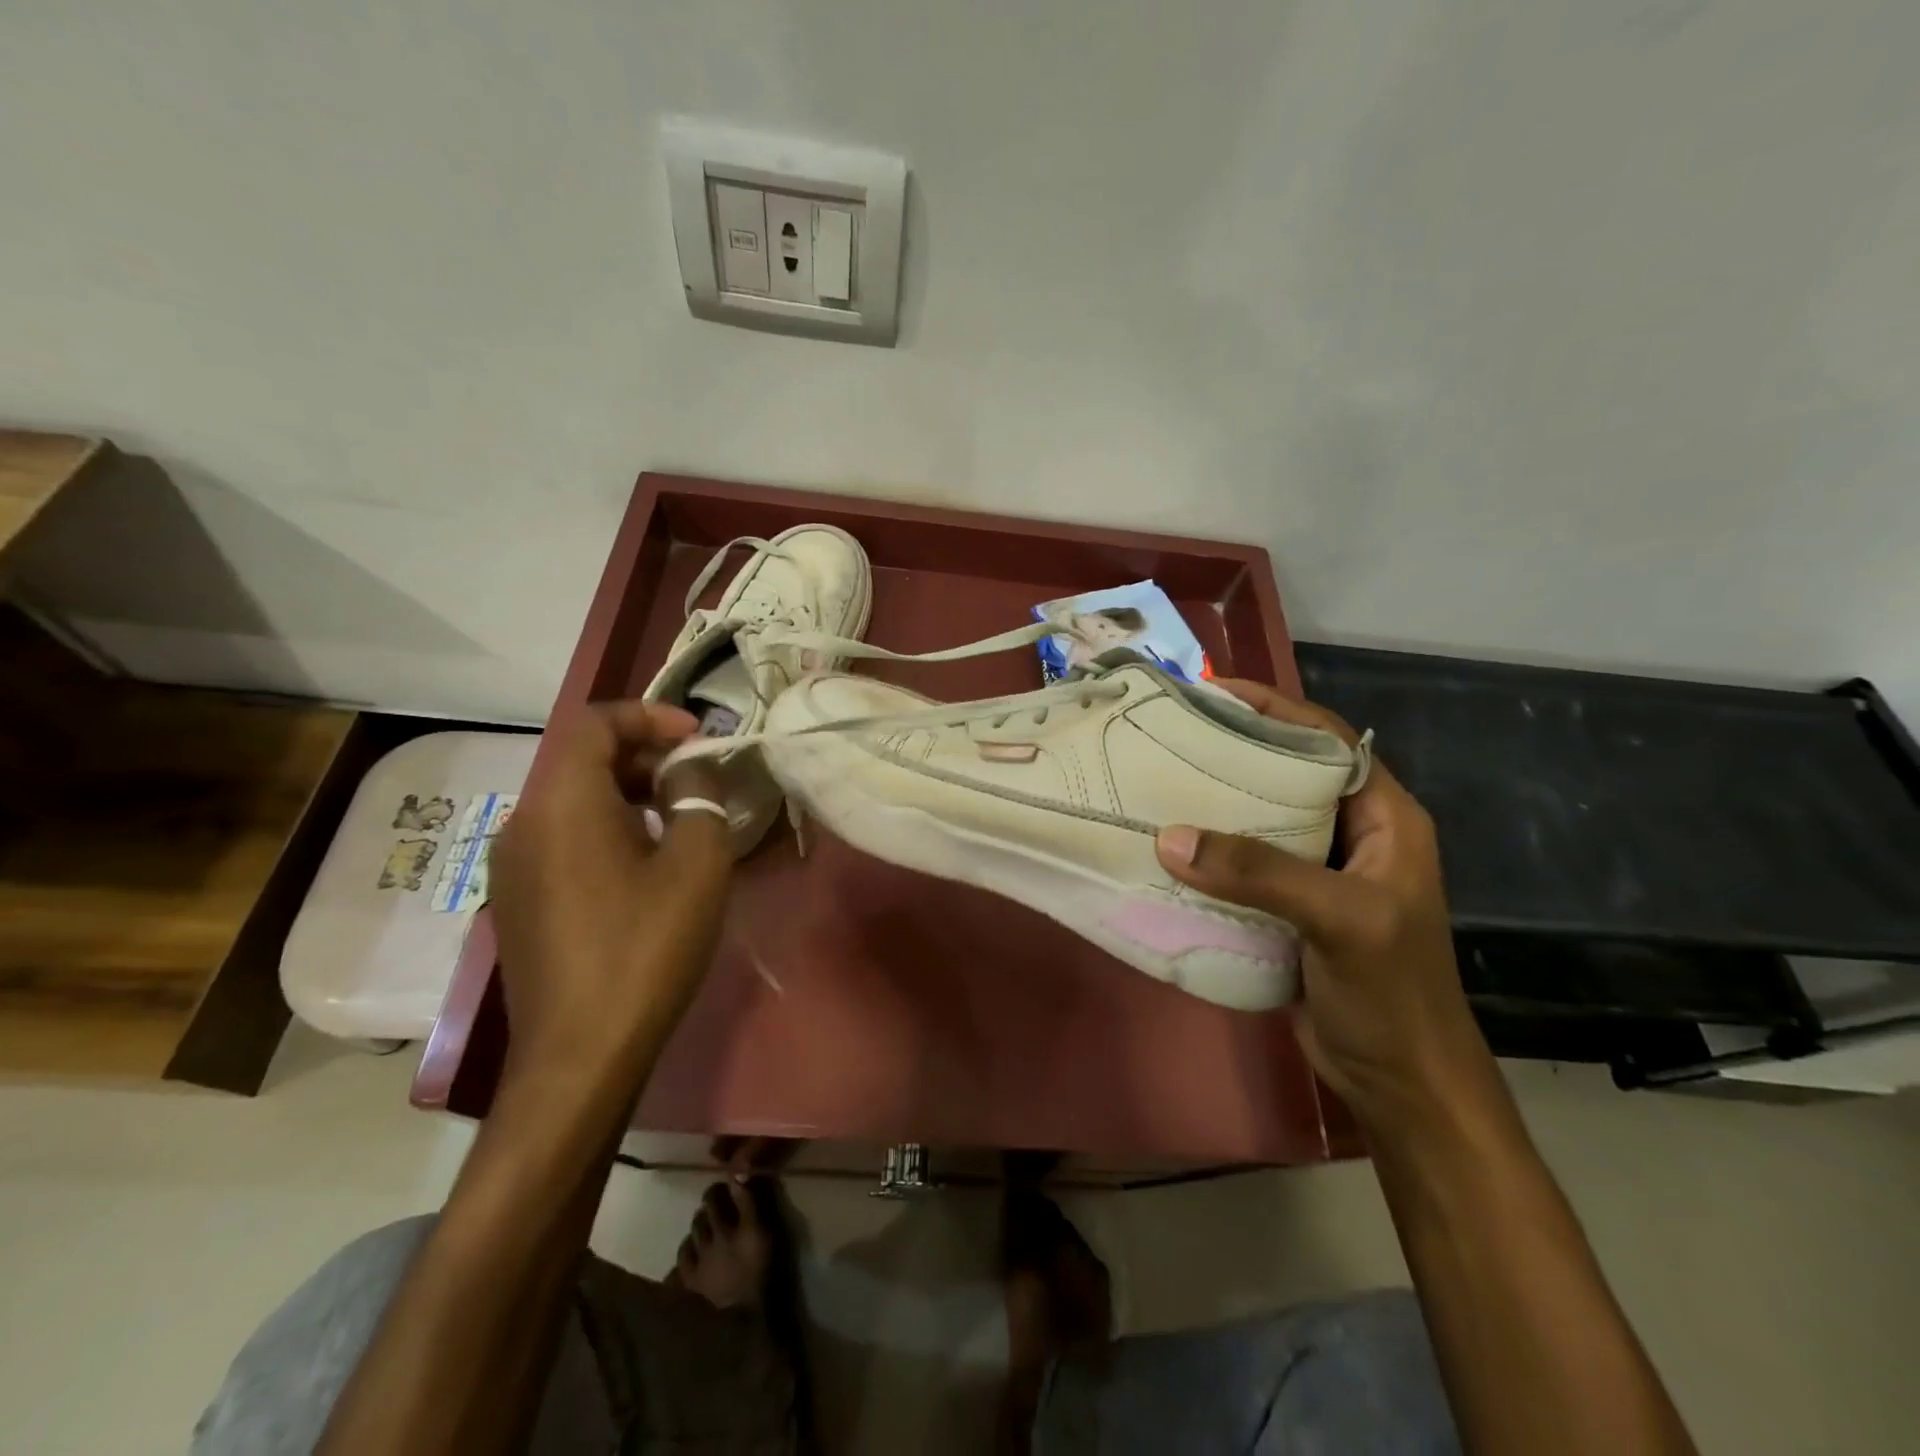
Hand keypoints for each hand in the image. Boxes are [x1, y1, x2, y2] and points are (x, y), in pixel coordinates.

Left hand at [488, 701, 733, 1087]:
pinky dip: (606, 827)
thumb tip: (688, 771)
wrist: (580, 1055)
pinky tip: (645, 865)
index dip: (649, 715)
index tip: (698, 737)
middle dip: (644, 755)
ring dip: (627, 792)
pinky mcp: (518, 901)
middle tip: (697, 779)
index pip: (595, 722)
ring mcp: (513, 866)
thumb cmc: (646, 947)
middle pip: (581, 759)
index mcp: (562, 802)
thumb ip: (699, 797)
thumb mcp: (697, 863)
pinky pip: (563, 838)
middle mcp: (524, 822)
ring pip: (572, 800)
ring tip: (679, 819)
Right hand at [1154, 680, 1490, 1124]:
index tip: (1212, 691)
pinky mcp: (1286, 906)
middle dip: (1232, 750)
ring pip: (1258, 818)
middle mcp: (1350, 833)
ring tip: (1157, 781)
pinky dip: (1207, 852)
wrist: (1399, 1081)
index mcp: (1384, 817)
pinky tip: (1167, 846)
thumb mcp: (1340, 919)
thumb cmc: (1391, 993)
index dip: (1275, 709)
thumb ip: (1261, 873)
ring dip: (1214, 803)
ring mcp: (1316, 872)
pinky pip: (1242, 863)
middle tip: (1169, 734)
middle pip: (1286, 773)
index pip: (1328, 740)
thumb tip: (1170, 838)